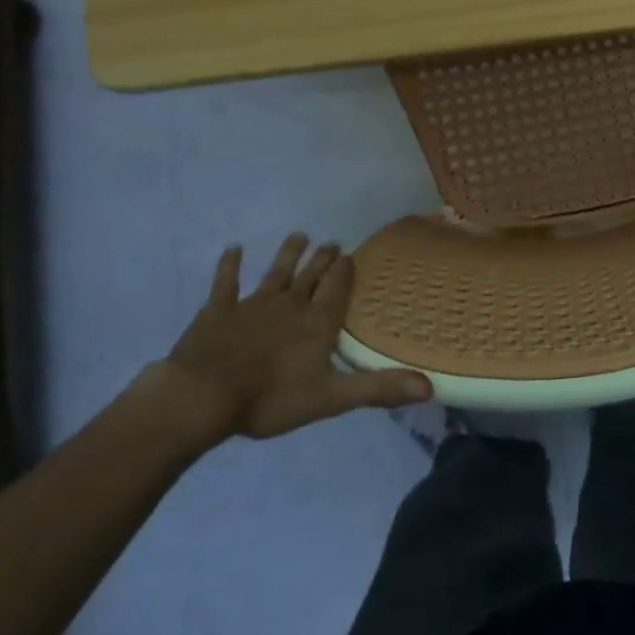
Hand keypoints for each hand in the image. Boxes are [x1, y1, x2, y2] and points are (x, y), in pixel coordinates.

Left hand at [149, 235, 432, 444]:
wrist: (204, 396)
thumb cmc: (271, 398)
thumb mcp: (332, 398)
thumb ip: (378, 389)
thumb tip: (429, 388)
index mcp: (316, 323)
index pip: (337, 289)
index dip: (345, 272)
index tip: (351, 255)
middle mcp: (289, 305)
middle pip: (310, 276)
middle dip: (322, 259)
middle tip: (332, 242)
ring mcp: (252, 305)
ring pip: (276, 272)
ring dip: (288, 254)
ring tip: (298, 236)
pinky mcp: (218, 311)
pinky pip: (226, 282)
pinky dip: (230, 265)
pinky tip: (234, 249)